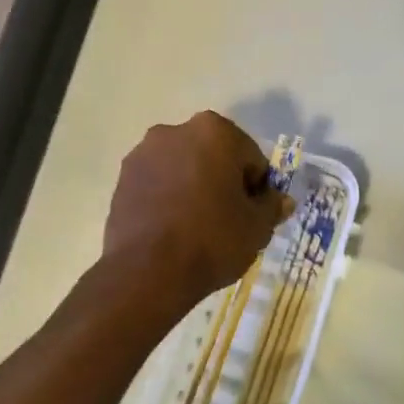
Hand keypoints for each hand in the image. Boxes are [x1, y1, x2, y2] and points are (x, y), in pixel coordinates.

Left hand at [102, 112, 291, 306]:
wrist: (147, 272)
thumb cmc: (212, 240)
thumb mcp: (257, 227)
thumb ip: (271, 206)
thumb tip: (281, 200)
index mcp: (214, 131)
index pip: (251, 158)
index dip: (256, 188)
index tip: (251, 215)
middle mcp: (175, 131)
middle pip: (213, 156)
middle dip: (222, 181)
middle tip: (227, 220)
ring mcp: (143, 153)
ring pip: (182, 168)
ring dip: (193, 186)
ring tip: (196, 227)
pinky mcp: (122, 178)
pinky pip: (157, 183)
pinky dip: (167, 197)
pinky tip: (171, 229)